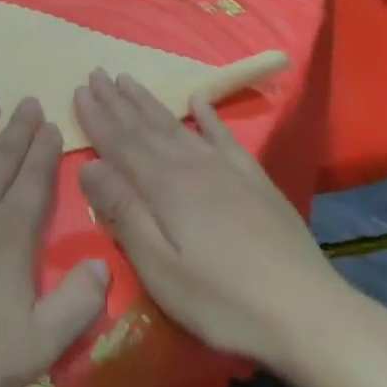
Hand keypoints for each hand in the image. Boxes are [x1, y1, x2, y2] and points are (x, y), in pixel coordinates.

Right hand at [75, 70, 356, 372]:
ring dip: (149, 102)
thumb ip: (124, 213)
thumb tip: (88, 166)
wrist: (308, 313)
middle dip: (117, 100)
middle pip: (145, 126)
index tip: (78, 90)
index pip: (120, 144)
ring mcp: (226, 169)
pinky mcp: (254, 180)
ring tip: (128, 80)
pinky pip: (223, 136)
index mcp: (164, 187)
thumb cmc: (224, 301)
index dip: (97, 118)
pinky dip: (208, 115)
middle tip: (96, 73)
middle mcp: (191, 166)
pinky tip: (198, 99)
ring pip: (177, 125)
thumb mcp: (161, 268)